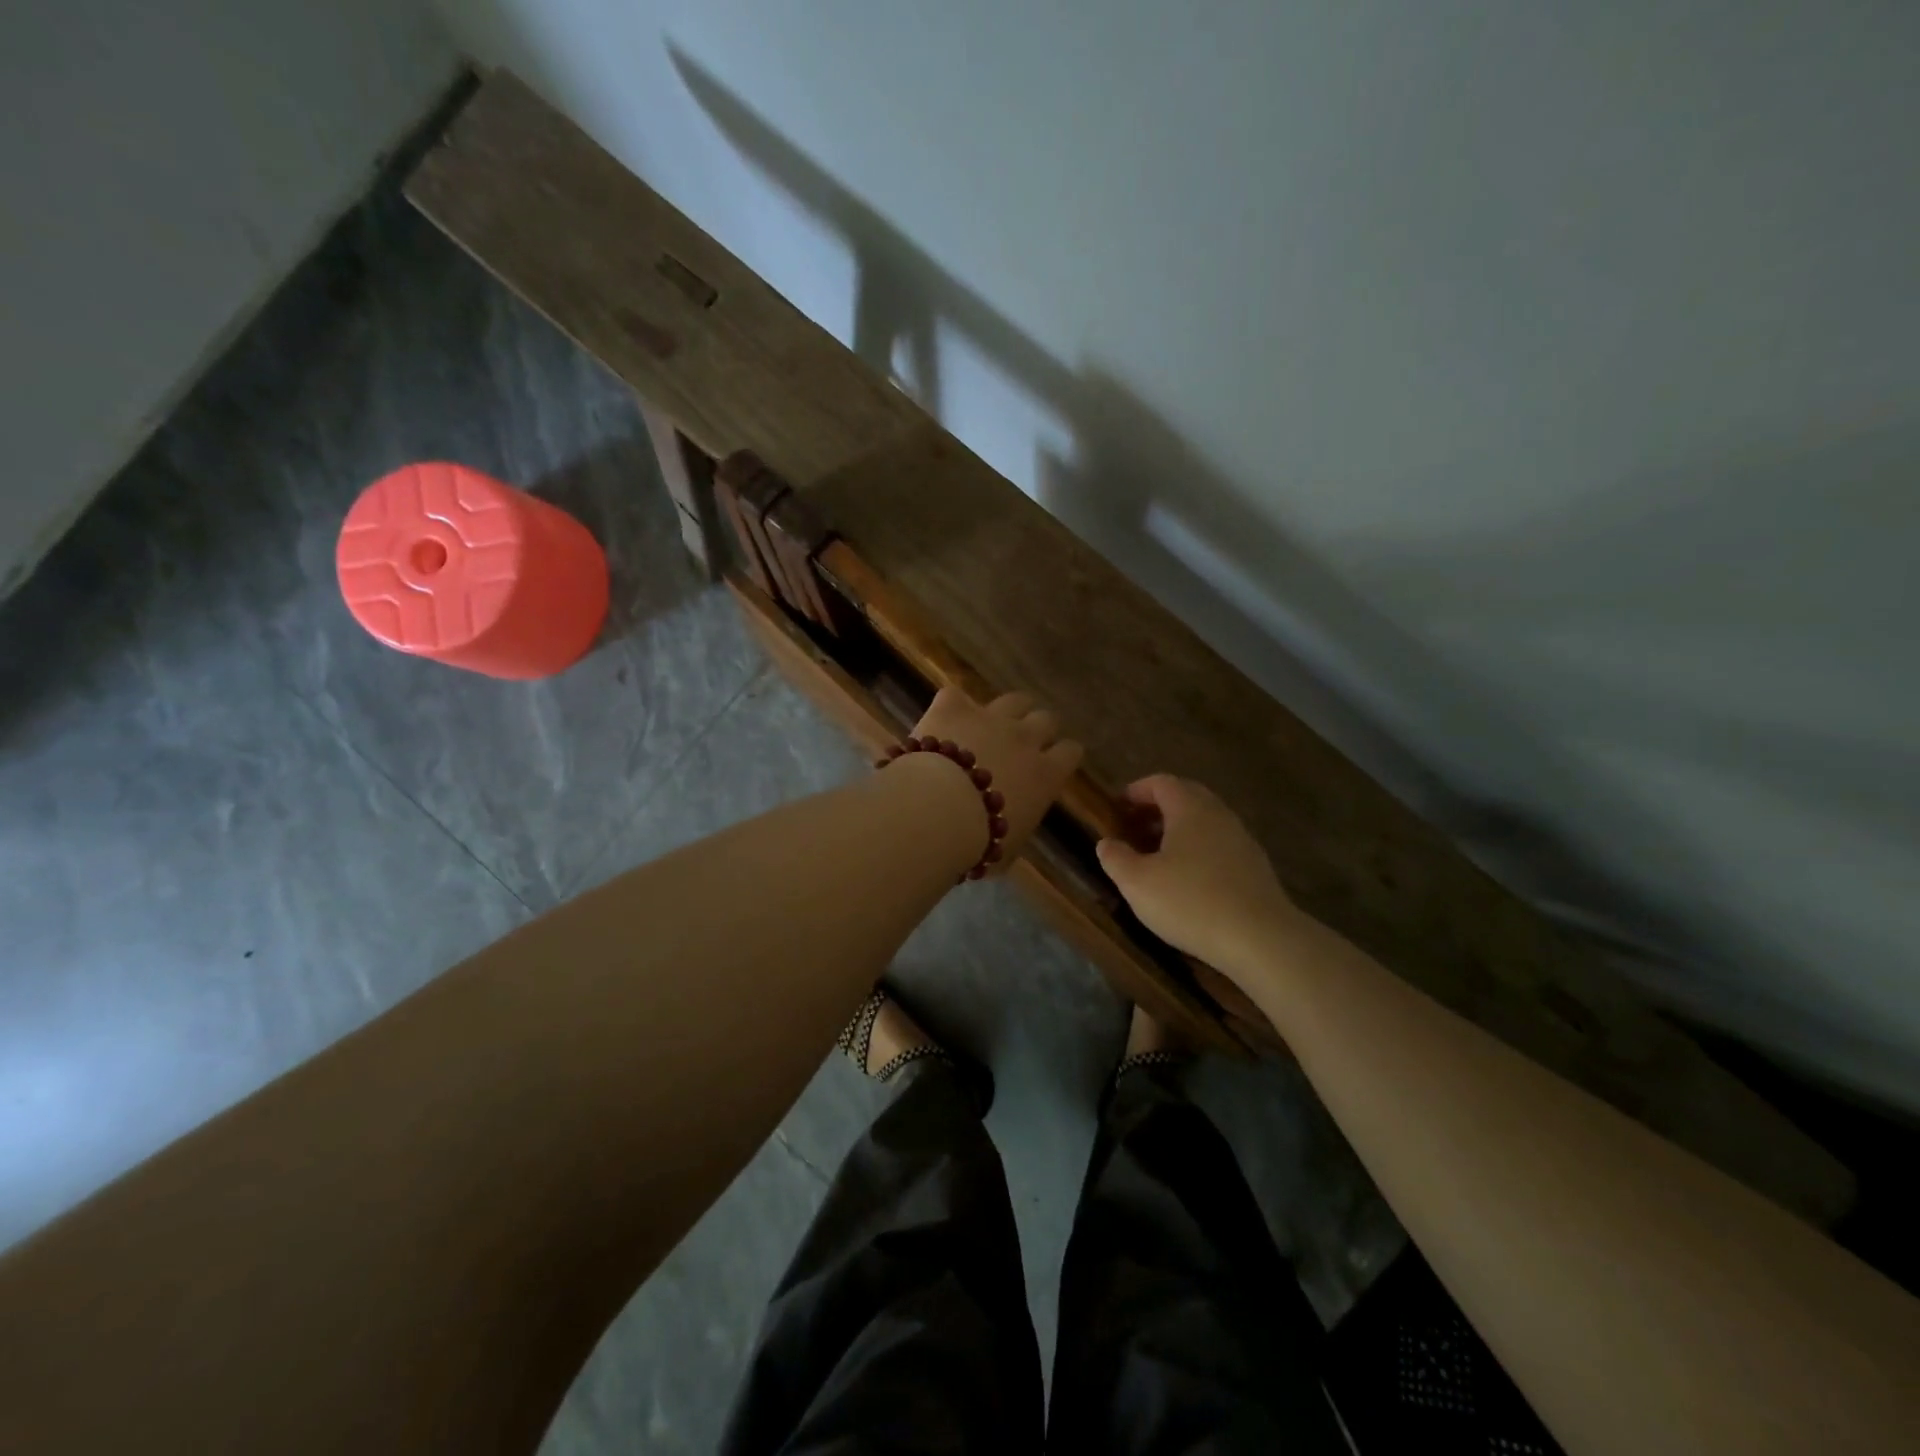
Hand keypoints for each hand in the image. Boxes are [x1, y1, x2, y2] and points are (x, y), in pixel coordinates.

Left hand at [909, 689, 1082, 866]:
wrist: (934, 812)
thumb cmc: (976, 843)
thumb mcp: (1007, 849)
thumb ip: (1016, 827)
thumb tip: (1010, 828)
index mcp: (1045, 775)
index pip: (1071, 752)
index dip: (1063, 755)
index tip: (1055, 762)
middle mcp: (1025, 738)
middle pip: (1046, 719)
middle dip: (1037, 729)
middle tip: (1022, 745)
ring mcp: (989, 717)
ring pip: (1013, 700)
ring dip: (1006, 711)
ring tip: (991, 723)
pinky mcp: (953, 707)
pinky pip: (956, 697)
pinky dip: (952, 708)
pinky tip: (943, 722)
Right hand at [1095, 774, 1298, 976]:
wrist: (1260, 939)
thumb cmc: (1190, 901)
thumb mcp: (1137, 882)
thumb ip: (1116, 858)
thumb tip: (1106, 843)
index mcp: (1190, 808)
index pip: (1161, 782)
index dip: (1136, 791)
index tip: (1117, 807)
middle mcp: (1219, 815)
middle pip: (1186, 798)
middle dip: (1157, 809)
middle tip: (1134, 830)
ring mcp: (1242, 840)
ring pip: (1205, 823)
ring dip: (1179, 832)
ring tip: (1156, 858)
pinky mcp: (1255, 868)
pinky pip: (1219, 846)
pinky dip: (1198, 852)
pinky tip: (1187, 881)